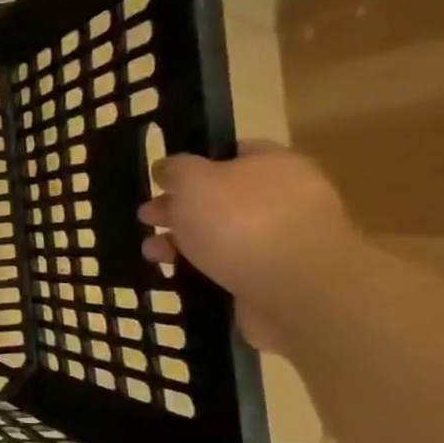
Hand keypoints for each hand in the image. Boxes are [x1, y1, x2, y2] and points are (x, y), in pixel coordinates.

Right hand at [138, 142, 359, 351]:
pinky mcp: (274, 276)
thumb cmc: (241, 222)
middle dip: (178, 208)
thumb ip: (176, 169)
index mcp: (273, 164)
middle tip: (147, 219)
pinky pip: (227, 265)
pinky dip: (200, 268)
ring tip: (153, 254)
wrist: (296, 290)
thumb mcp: (193, 181)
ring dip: (181, 241)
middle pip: (220, 196)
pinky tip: (176, 274)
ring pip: (219, 233)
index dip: (193, 163)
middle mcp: (283, 197)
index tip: (161, 180)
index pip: (231, 153)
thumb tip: (168, 168)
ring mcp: (281, 239)